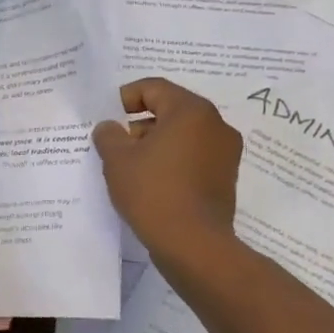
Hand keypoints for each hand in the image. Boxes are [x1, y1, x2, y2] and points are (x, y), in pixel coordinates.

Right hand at [92, 78, 241, 260]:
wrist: (193, 244)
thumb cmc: (153, 191)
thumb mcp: (117, 159)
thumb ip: (108, 135)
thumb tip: (110, 128)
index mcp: (191, 110)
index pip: (154, 88)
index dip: (125, 98)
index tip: (108, 118)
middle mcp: (215, 124)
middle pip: (171, 110)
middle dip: (140, 123)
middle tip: (116, 144)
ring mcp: (225, 152)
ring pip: (183, 135)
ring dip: (156, 143)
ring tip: (131, 166)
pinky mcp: (225, 177)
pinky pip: (193, 157)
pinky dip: (173, 161)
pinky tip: (152, 182)